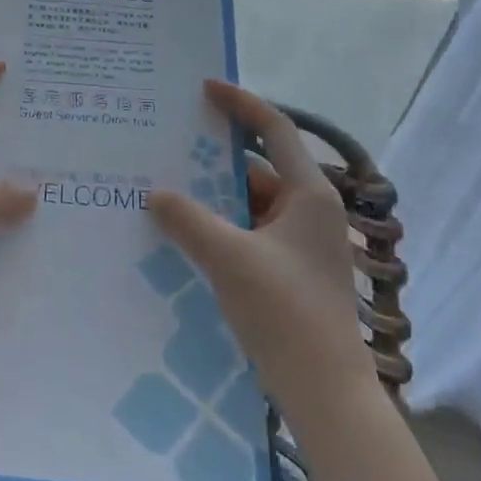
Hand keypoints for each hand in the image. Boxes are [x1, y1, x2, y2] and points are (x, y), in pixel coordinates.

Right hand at [149, 80, 374, 409]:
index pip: (275, 129)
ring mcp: (300, 243)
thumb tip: (155, 194)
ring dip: (212, 197)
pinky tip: (184, 234)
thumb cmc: (285, 312)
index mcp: (309, 194)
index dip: (241, 104)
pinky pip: (248, 232)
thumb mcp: (229, 258)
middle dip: (213, 158)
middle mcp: (309, 210)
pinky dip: (220, 226)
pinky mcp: (289, 270)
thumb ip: (188, 220)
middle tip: (169, 144)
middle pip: (257, 168)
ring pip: (249, 203)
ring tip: (165, 189)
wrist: (325, 392)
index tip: (204, 88)